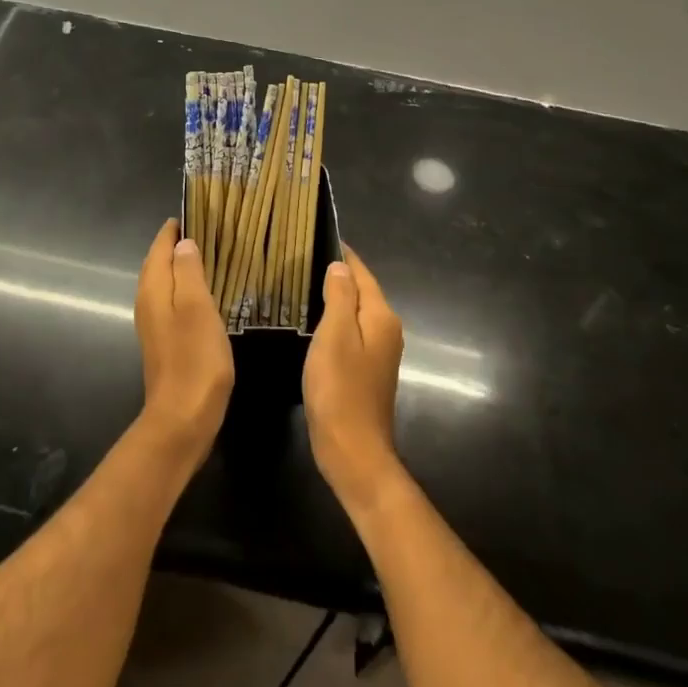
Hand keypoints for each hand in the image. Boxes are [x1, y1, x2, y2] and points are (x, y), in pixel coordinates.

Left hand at [134, 220, 234, 464]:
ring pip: (164, 283)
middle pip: (158, 263)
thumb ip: (188, 272)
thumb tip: (183, 243)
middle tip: (206, 229)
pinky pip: (172, 302)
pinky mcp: (165, 342)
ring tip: (208, 255)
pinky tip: (204, 294)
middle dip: (177, 245)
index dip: (174, 229)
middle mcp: (148, 302)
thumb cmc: (194, 358)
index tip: (194, 211)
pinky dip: (185, 289)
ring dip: (181, 267)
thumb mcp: (197, 307)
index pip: (160, 247)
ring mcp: (154, 324)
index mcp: (153, 289)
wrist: (183, 418)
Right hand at [304, 246, 404, 511]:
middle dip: (337, 274)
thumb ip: (339, 297)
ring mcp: (379, 353)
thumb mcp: (335, 335)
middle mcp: (386, 330)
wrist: (353, 451)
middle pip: (361, 291)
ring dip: (334, 298)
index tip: (315, 236)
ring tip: (301, 284)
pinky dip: (334, 321)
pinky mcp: (367, 371)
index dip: (342, 254)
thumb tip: (340, 266)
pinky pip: (351, 333)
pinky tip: (312, 323)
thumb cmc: (340, 389)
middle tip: (301, 259)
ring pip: (356, 313)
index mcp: (381, 316)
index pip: (362, 273)